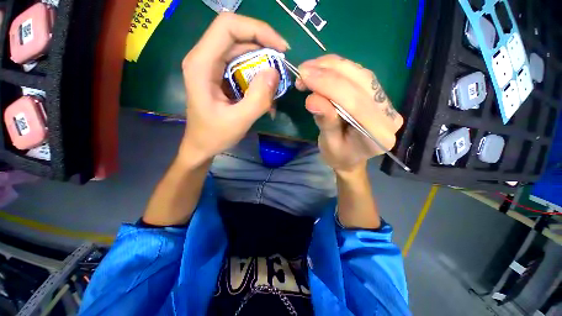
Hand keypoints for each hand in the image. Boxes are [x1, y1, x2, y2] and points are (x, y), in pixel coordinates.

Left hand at [179, 13, 288, 163]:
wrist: (202, 145)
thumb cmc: (214, 135)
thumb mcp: (238, 121)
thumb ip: (257, 99)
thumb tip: (275, 72)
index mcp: (201, 64)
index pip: (228, 26)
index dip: (258, 30)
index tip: (280, 49)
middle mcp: (205, 58)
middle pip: (238, 36)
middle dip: (264, 48)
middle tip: (282, 69)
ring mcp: (212, 67)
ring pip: (242, 52)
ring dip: (263, 66)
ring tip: (275, 87)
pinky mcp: (220, 76)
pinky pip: (243, 66)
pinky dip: (258, 77)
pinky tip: (265, 94)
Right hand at [296, 55, 403, 172]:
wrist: (351, 157)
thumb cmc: (339, 156)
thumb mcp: (329, 144)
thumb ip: (325, 121)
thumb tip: (312, 99)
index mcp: (378, 135)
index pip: (355, 103)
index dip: (328, 86)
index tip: (304, 76)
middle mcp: (388, 115)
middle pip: (361, 83)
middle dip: (329, 73)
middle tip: (303, 70)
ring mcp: (386, 103)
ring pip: (361, 74)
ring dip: (333, 67)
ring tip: (310, 68)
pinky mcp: (378, 95)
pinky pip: (359, 75)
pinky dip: (338, 69)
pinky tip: (322, 69)